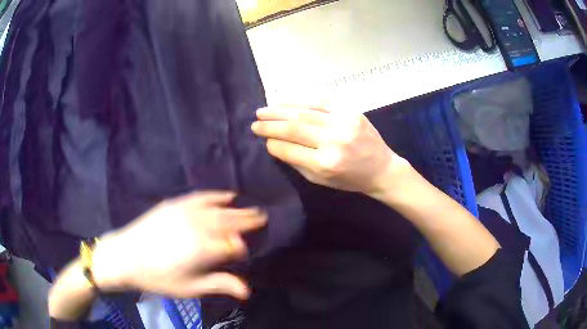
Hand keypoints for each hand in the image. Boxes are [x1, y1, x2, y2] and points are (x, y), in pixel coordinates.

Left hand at [92, 192, 266, 298]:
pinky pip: (201, 196)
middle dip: (248, 221)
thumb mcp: (189, 287)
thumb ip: (219, 284)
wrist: (125, 256)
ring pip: (219, 209)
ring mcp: (186, 212)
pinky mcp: (175, 204)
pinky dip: (216, 196)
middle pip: (230, 222)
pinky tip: (226, 195)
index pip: (234, 245)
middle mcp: (198, 226)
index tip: (248, 252)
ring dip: (237, 209)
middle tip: (263, 217)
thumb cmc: (158, 277)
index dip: (242, 249)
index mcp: (203, 249)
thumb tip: (247, 291)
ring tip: (251, 209)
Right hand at [251, 106, 409, 196]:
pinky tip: (285, 100)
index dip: (272, 143)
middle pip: (294, 127)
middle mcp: (334, 141)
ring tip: (264, 110)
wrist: (381, 168)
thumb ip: (297, 162)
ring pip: (304, 111)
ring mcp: (344, 122)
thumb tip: (274, 143)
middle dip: (270, 124)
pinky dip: (300, 99)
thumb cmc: (350, 179)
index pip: (289, 149)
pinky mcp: (351, 110)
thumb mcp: (321, 180)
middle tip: (255, 122)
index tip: (263, 139)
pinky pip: (321, 100)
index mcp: (326, 163)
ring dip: (280, 109)